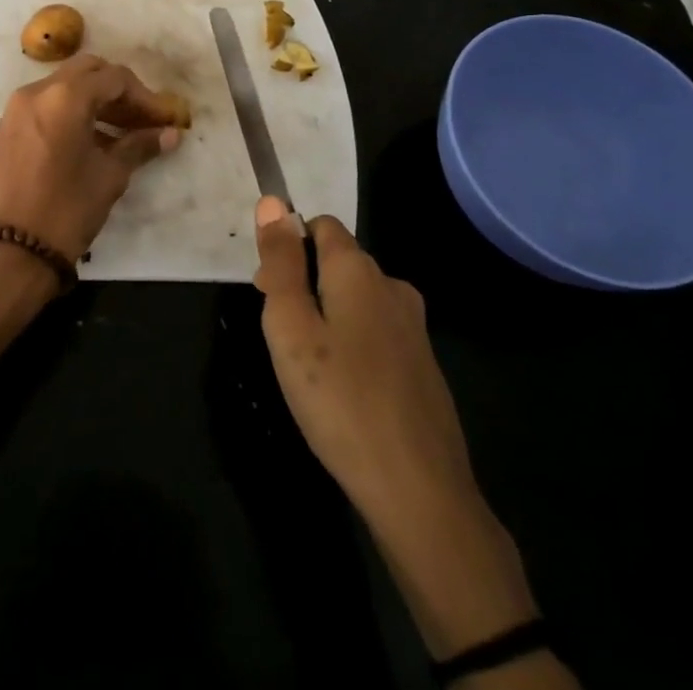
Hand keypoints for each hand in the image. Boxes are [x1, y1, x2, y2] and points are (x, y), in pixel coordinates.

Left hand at [0, 54, 182, 261]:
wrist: (10, 252)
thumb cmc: (67, 210)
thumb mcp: (109, 176)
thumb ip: (139, 146)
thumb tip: (171, 134)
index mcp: (65, 97)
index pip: (114, 79)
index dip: (145, 97)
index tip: (164, 120)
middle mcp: (37, 91)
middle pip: (88, 71)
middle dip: (119, 90)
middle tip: (141, 119)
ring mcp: (17, 107)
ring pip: (65, 85)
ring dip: (96, 100)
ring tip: (123, 132)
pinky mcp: (8, 126)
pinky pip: (47, 103)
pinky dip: (72, 111)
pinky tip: (93, 140)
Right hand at [255, 198, 551, 666]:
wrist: (420, 491)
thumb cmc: (340, 400)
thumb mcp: (290, 327)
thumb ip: (280, 262)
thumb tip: (273, 201)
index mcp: (359, 269)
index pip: (321, 225)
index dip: (288, 246)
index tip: (268, 290)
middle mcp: (392, 286)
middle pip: (338, 261)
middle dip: (304, 281)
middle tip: (282, 336)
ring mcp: (415, 327)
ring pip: (358, 299)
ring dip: (328, 315)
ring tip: (308, 367)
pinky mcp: (424, 365)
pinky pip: (377, 332)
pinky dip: (353, 344)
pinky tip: (343, 389)